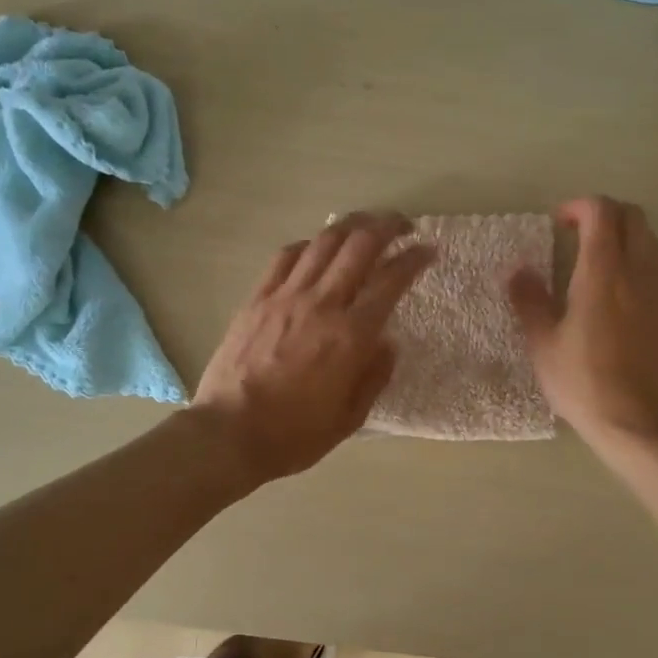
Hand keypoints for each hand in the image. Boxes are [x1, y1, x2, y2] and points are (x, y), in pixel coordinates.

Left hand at [191, 213, 433, 484]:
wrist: (228, 433)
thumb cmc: (294, 434)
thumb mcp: (350, 417)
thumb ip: (375, 376)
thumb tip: (388, 342)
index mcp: (351, 336)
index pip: (392, 281)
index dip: (415, 259)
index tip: (429, 250)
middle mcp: (322, 304)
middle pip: (360, 246)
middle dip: (387, 226)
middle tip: (403, 226)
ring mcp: (286, 296)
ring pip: (324, 242)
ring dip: (351, 225)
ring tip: (366, 223)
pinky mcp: (258, 298)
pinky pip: (286, 256)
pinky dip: (309, 244)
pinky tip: (317, 247)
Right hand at [508, 197, 657, 450]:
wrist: (637, 422)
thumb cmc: (582, 382)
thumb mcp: (543, 344)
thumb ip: (530, 300)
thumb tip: (519, 272)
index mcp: (603, 272)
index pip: (601, 212)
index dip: (579, 206)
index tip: (558, 223)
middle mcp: (639, 271)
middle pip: (633, 216)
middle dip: (605, 214)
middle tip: (577, 234)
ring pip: (650, 240)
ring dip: (624, 236)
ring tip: (596, 261)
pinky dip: (638, 261)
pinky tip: (618, 292)